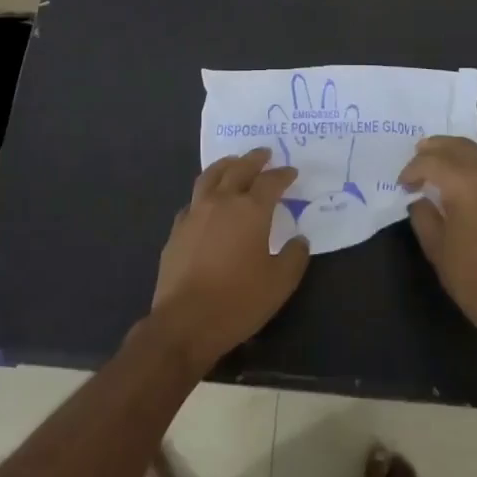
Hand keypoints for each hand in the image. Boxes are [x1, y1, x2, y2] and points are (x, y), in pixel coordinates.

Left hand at [149, 148, 309, 372]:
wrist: (185, 322)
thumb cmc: (238, 301)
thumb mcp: (280, 283)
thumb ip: (294, 256)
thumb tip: (299, 240)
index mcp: (250, 210)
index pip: (270, 182)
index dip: (283, 175)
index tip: (291, 172)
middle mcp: (221, 202)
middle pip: (239, 169)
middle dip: (254, 159)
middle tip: (264, 153)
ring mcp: (195, 213)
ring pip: (210, 177)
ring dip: (226, 165)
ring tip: (234, 162)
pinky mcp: (177, 230)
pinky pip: (193, 201)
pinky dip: (205, 193)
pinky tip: (208, 202)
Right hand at [401, 136, 476, 350]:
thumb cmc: (472, 278)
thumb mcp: (436, 248)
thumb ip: (423, 214)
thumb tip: (422, 200)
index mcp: (466, 183)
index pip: (431, 161)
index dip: (412, 169)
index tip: (403, 184)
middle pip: (461, 147)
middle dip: (437, 148)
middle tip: (421, 153)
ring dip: (463, 160)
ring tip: (448, 171)